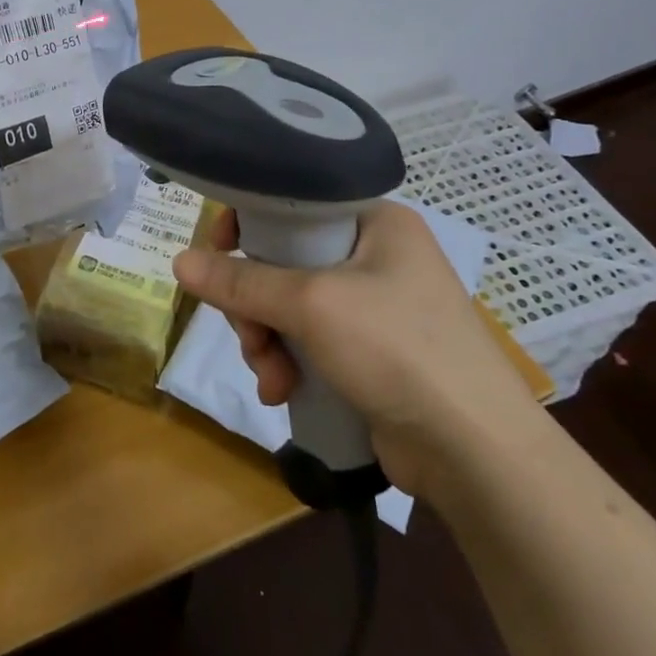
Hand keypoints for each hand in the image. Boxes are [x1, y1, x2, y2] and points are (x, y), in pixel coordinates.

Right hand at [171, 202, 546, 500]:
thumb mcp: (311, 305)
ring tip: (271, 376)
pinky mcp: (368, 352)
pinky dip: (287, 362)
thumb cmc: (398, 350)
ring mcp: (373, 307)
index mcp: (375, 222)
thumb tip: (178, 262)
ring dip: (266, 340)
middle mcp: (375, 255)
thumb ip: (241, 282)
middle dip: (255, 304)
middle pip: (282, 260)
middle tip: (250, 334)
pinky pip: (305, 340)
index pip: (293, 201)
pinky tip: (281, 392)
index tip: (217, 251)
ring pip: (288, 306)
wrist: (476, 453)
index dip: (248, 222)